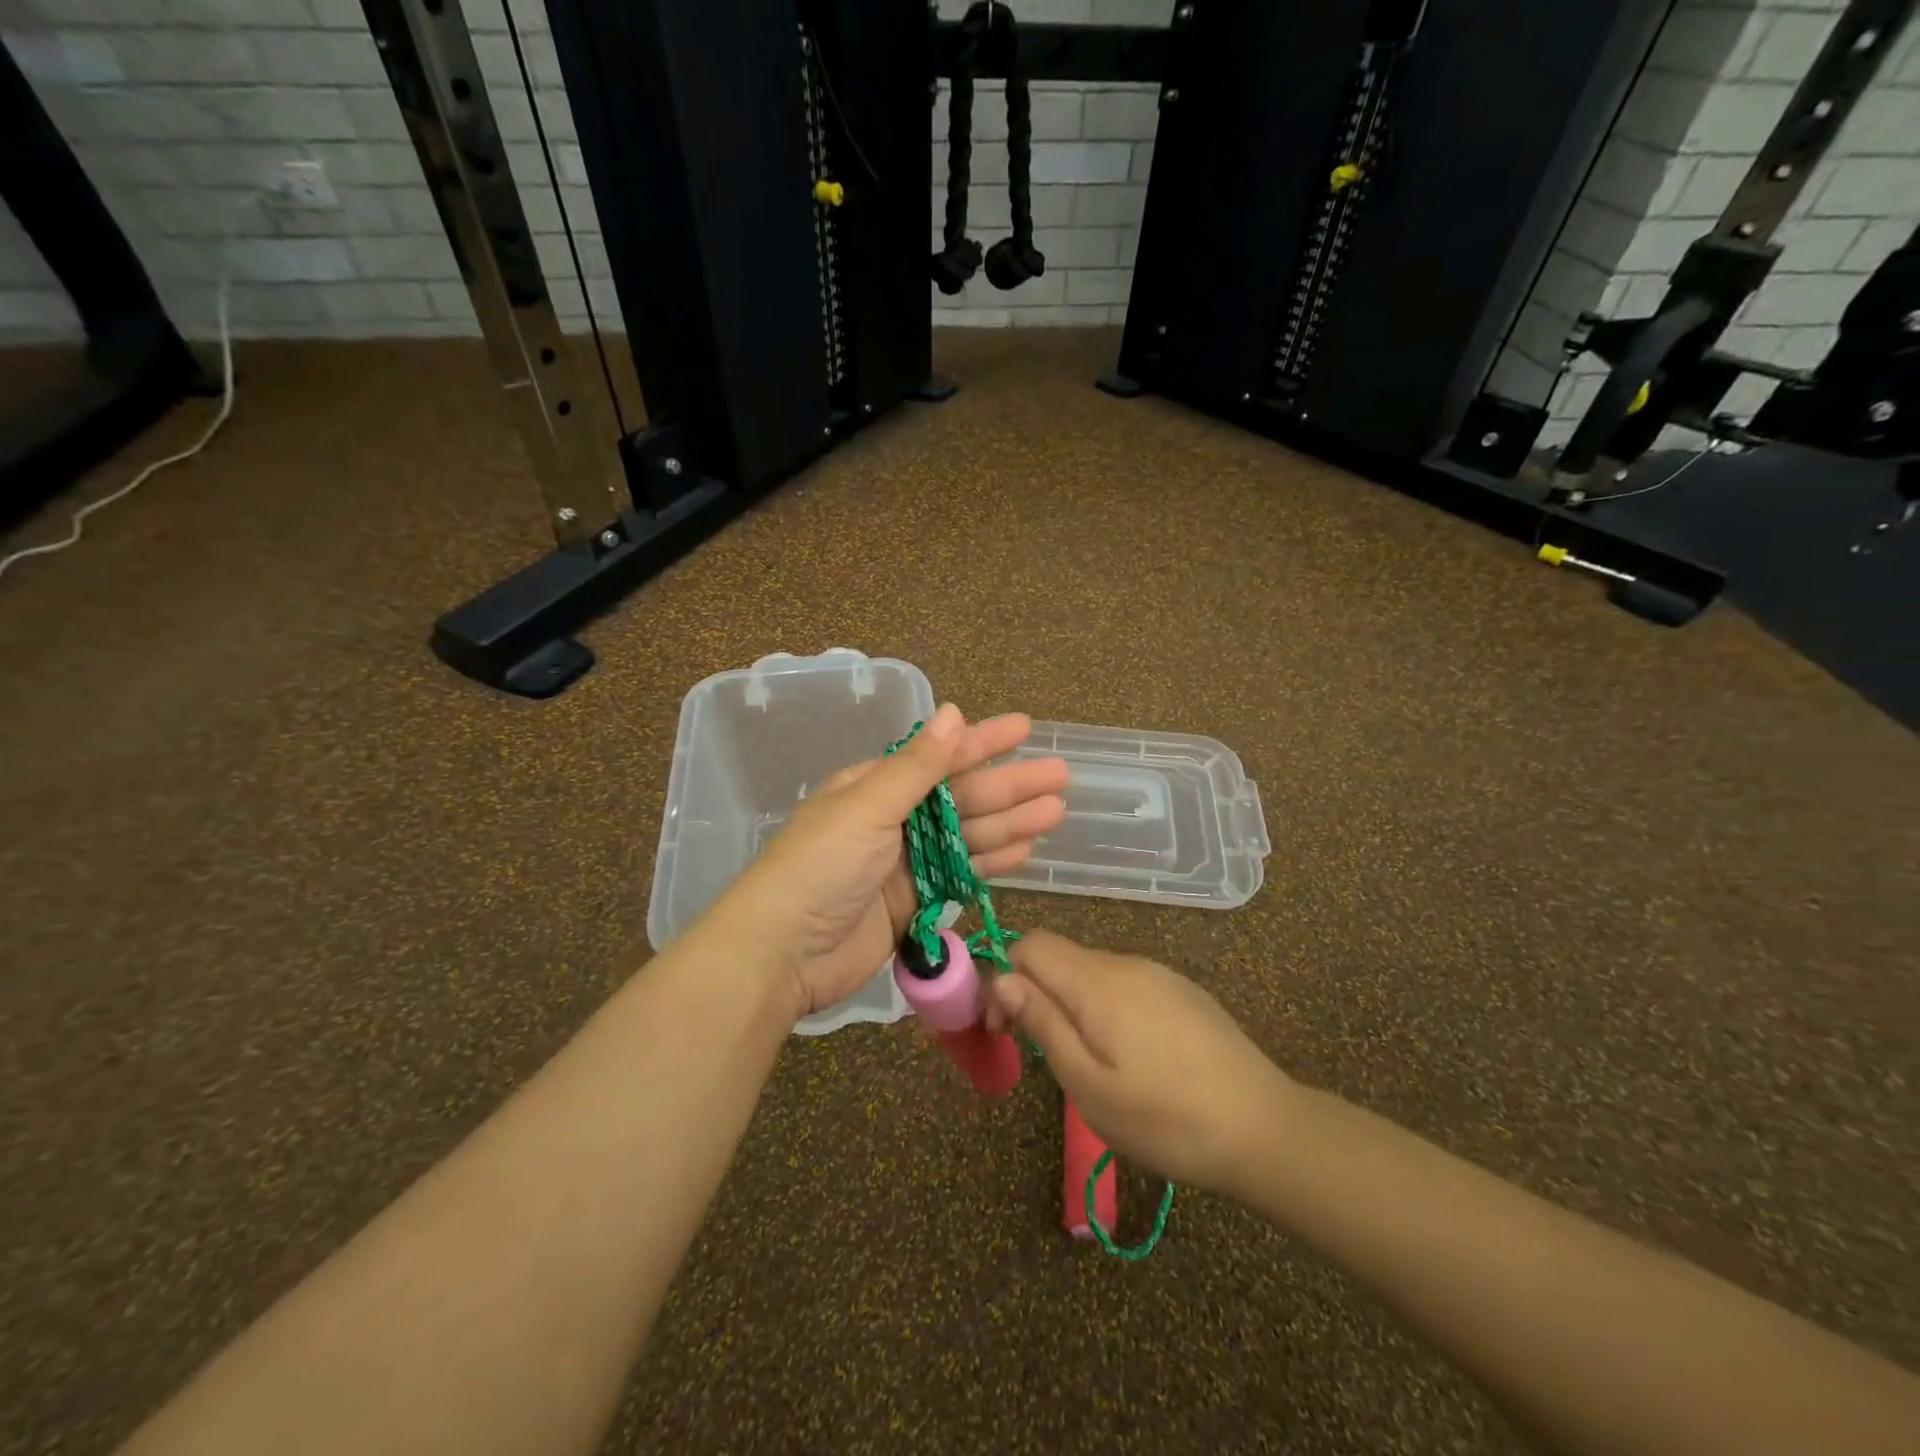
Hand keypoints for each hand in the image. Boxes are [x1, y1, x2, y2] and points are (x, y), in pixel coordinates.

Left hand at [718, 704, 1068, 1020]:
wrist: (782, 953)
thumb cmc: (821, 867)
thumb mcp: (867, 807)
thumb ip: (917, 767)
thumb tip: (953, 712)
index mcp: (874, 786)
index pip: (939, 757)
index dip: (983, 742)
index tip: (1025, 728)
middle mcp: (892, 819)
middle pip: (961, 797)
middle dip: (1009, 786)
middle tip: (1060, 776)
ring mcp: (904, 864)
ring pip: (968, 836)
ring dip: (1010, 823)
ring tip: (1055, 812)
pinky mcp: (914, 903)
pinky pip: (961, 875)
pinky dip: (991, 862)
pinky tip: (1025, 851)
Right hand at [984, 930, 1297, 1195]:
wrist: (1266, 1129)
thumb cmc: (1166, 1119)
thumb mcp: (1089, 1085)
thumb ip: (1043, 1023)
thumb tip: (1003, 979)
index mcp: (1097, 982)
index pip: (1031, 945)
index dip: (1005, 978)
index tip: (1005, 1030)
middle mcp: (1126, 963)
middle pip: (1061, 957)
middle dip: (1035, 993)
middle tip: (1041, 1054)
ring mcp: (1159, 974)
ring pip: (1092, 971)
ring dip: (1071, 1003)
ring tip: (1088, 1063)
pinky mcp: (1182, 991)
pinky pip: (1126, 984)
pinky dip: (1106, 1008)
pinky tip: (1131, 1057)